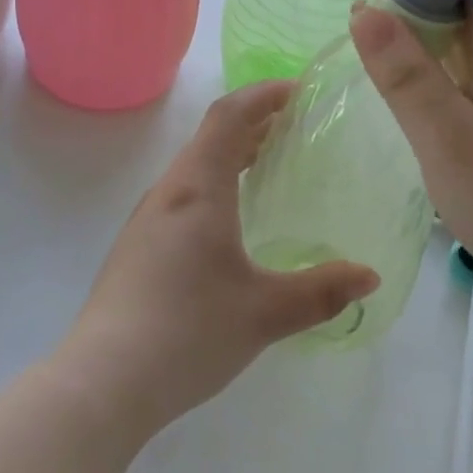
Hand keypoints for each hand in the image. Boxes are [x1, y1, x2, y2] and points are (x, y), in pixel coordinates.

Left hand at [56, 82, 380, 434]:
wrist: (103, 383)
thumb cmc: (188, 332)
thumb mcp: (266, 313)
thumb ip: (322, 291)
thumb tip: (369, 277)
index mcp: (198, 190)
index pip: (229, 117)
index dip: (263, 95)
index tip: (298, 90)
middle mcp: (168, 194)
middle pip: (210, 138)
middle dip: (253, 123)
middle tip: (293, 126)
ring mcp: (146, 222)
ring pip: (193, 168)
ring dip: (231, 155)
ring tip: (266, 164)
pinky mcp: (137, 249)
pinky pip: (182, 196)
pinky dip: (214, 185)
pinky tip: (230, 222)